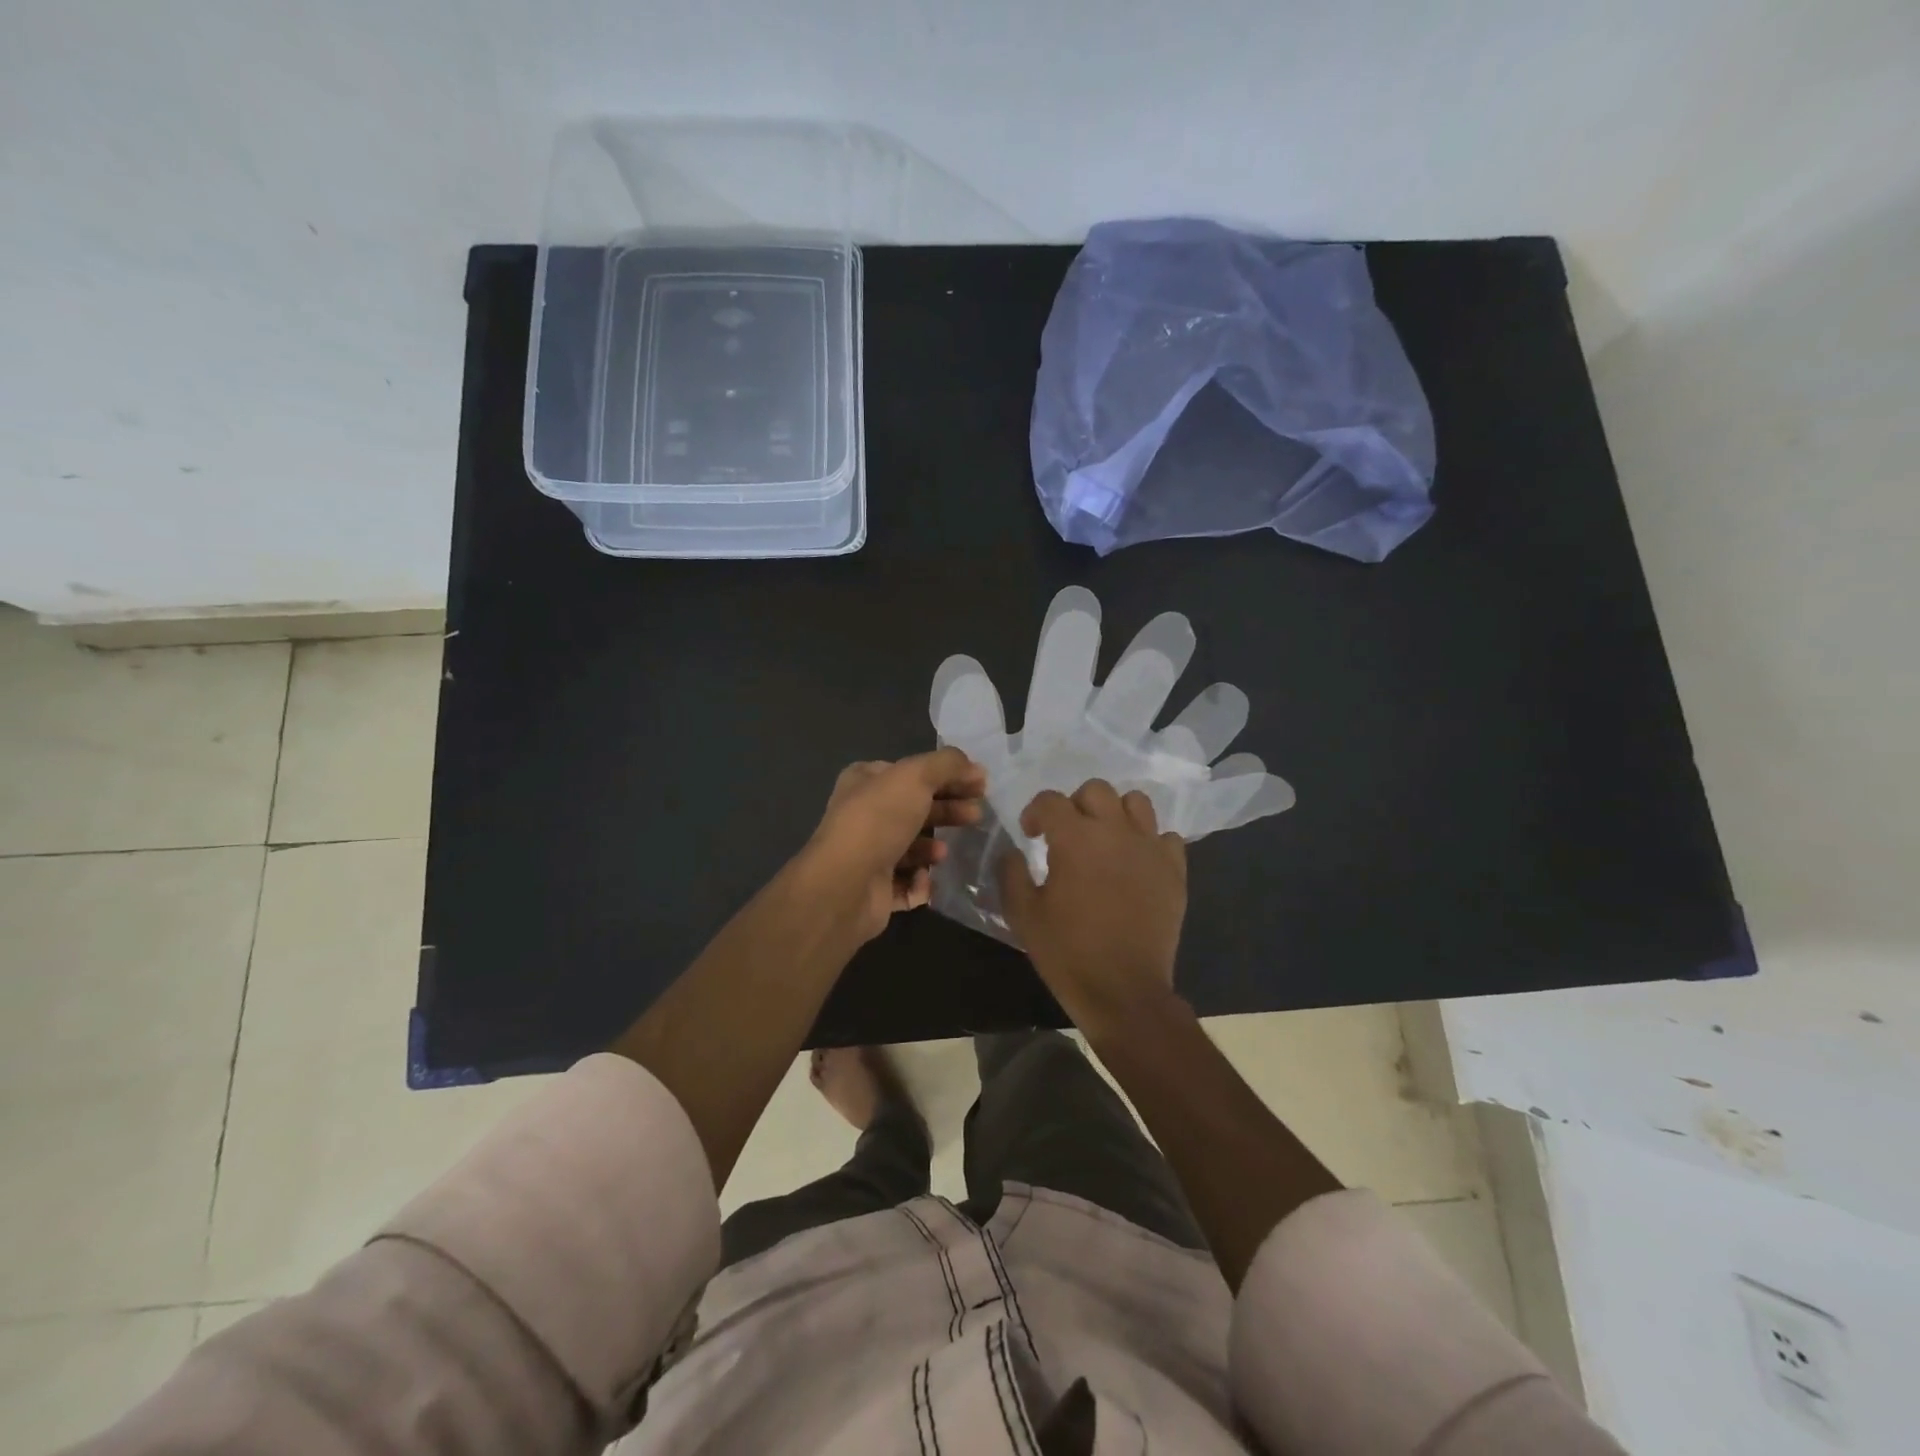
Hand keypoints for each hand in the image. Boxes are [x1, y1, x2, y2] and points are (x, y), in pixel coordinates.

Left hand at [805, 748, 986, 942]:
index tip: (980, 784)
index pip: (911, 772)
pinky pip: (907, 883)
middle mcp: (863, 814)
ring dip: (933, 847)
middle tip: (976, 815)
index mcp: (865, 781)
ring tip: (944, 852)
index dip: (947, 775)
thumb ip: (947, 765)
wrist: (845, 885)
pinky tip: (925, 878)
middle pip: (916, 808)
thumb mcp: (915, 776)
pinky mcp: (874, 889)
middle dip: (948, 810)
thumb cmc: (878, 820)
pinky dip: (920, 882)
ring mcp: (867, 853)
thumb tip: (976, 768)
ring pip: (912, 847)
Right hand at [1000, 780, 1187, 1032]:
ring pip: (1136, 802)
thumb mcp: (1023, 915)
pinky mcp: (1174, 870)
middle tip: (1067, 834)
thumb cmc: (1067, 952)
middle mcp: (1115, 831)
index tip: (1030, 835)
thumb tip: (1014, 851)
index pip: (1050, 800)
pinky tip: (1136, 863)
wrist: (1124, 991)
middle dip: (1075, 805)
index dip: (1034, 812)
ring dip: (1115, 813)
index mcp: (1075, 838)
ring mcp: (1150, 848)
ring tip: (1105, 840)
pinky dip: (1149, 841)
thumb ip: (1012, 873)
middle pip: (1096, 790)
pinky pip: (1165, 836)